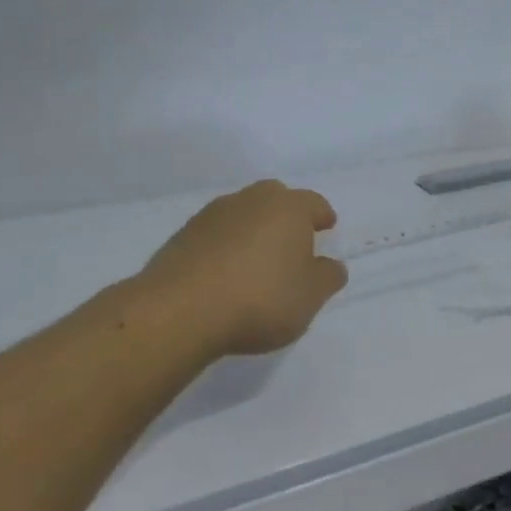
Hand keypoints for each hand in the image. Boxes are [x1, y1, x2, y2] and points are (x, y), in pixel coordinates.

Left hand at [135, 180, 347, 357]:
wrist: (180, 312)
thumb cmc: (261, 299)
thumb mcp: (311, 296)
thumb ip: (327, 277)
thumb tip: (331, 265)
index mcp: (289, 208)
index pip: (314, 203)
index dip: (322, 216)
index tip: (326, 228)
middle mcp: (251, 200)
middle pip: (275, 199)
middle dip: (286, 216)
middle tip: (293, 242)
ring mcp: (211, 215)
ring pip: (242, 214)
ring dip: (253, 230)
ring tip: (257, 261)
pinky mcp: (182, 236)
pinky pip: (215, 235)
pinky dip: (225, 247)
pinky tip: (225, 274)